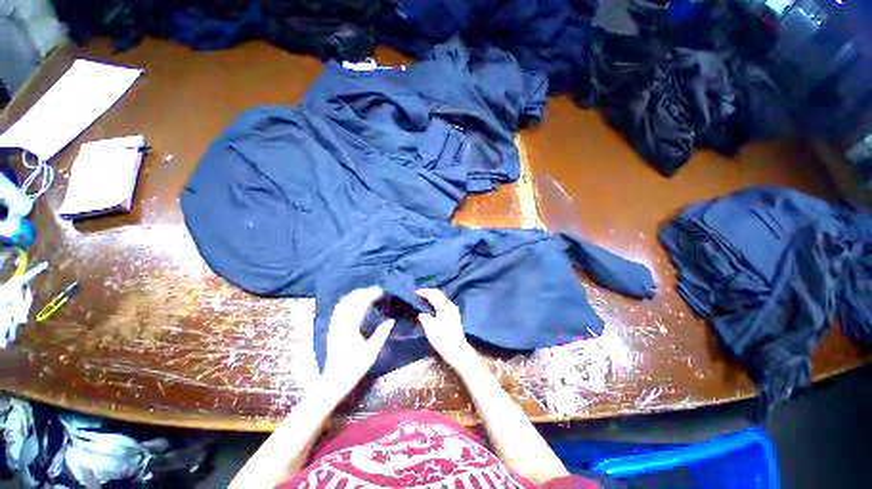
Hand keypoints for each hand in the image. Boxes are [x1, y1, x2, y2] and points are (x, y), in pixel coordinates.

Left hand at [323, 286, 394, 394]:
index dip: (371, 295)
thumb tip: (391, 320)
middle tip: (376, 290)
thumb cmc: (354, 368)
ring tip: (367, 292)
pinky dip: (347, 302)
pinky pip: (338, 310)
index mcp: (350, 328)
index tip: (381, 291)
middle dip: (364, 292)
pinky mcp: (332, 329)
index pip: (361, 305)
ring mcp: (334, 326)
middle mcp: (340, 324)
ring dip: (355, 295)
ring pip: (343, 304)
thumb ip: (381, 335)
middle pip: (351, 301)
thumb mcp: (371, 353)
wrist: (333, 381)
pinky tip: (353, 302)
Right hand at [416, 288, 478, 370]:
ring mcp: (453, 309)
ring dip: (433, 296)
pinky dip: (436, 300)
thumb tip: (422, 312)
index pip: (433, 294)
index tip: (415, 292)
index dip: (424, 292)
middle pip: (438, 293)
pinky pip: (444, 302)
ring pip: (442, 297)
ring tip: (423, 298)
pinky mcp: (454, 314)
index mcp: (444, 307)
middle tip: (418, 293)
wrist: (457, 350)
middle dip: (428, 292)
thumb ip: (425, 317)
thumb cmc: (442, 340)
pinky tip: (432, 305)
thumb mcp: (430, 329)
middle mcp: (450, 305)